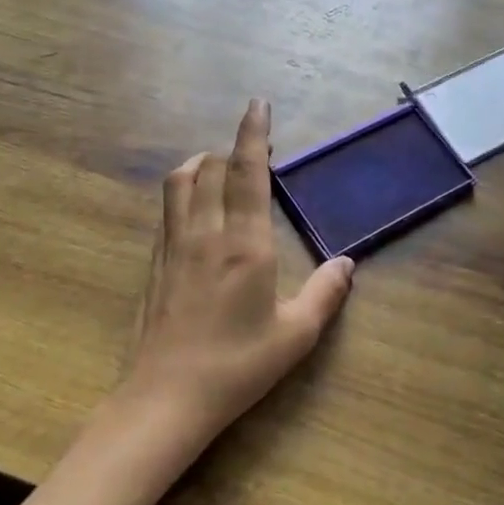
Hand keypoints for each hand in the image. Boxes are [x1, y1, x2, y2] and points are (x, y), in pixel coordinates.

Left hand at [122, 99, 353, 449]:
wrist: (165, 399)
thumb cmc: (237, 366)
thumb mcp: (295, 335)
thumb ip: (326, 293)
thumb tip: (348, 263)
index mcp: (245, 244)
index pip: (247, 173)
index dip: (253, 134)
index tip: (258, 105)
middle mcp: (205, 233)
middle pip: (209, 168)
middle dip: (231, 149)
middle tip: (254, 150)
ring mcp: (173, 246)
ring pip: (179, 183)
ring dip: (200, 163)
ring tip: (218, 166)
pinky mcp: (155, 263)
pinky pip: (167, 210)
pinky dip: (183, 191)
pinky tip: (195, 210)